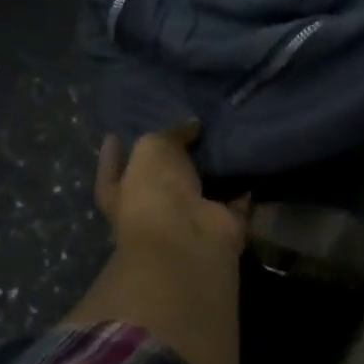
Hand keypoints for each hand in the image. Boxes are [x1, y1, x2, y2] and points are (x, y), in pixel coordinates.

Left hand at [95, 123, 246, 258]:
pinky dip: (245, 184)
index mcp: (122, 194)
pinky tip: (252, 158)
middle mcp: (154, 209)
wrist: (189, 239)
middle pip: (161, 179)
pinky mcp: (223, 224)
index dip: (112, 154)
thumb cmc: (155, 192)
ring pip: (201, 187)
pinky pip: (236, 199)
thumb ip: (171, 133)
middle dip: (174, 157)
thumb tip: (192, 125)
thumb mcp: (153, 149)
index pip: (112, 170)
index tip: (115, 133)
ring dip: (213, 168)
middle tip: (189, 126)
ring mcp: (189, 220)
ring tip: (226, 134)